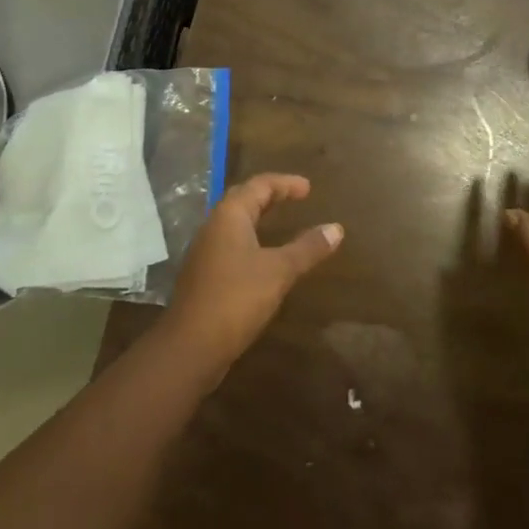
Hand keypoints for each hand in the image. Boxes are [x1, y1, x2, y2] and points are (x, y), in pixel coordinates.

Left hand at [161, 174, 343, 373]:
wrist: (191, 345)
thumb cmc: (236, 298)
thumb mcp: (279, 271)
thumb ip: (307, 248)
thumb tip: (336, 228)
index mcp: (230, 215)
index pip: (259, 185)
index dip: (285, 183)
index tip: (309, 188)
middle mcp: (214, 225)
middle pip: (244, 199)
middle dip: (270, 196)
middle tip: (295, 198)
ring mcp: (205, 250)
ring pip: (235, 222)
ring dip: (259, 218)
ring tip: (281, 223)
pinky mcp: (204, 274)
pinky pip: (231, 243)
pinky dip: (251, 240)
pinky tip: (262, 258)